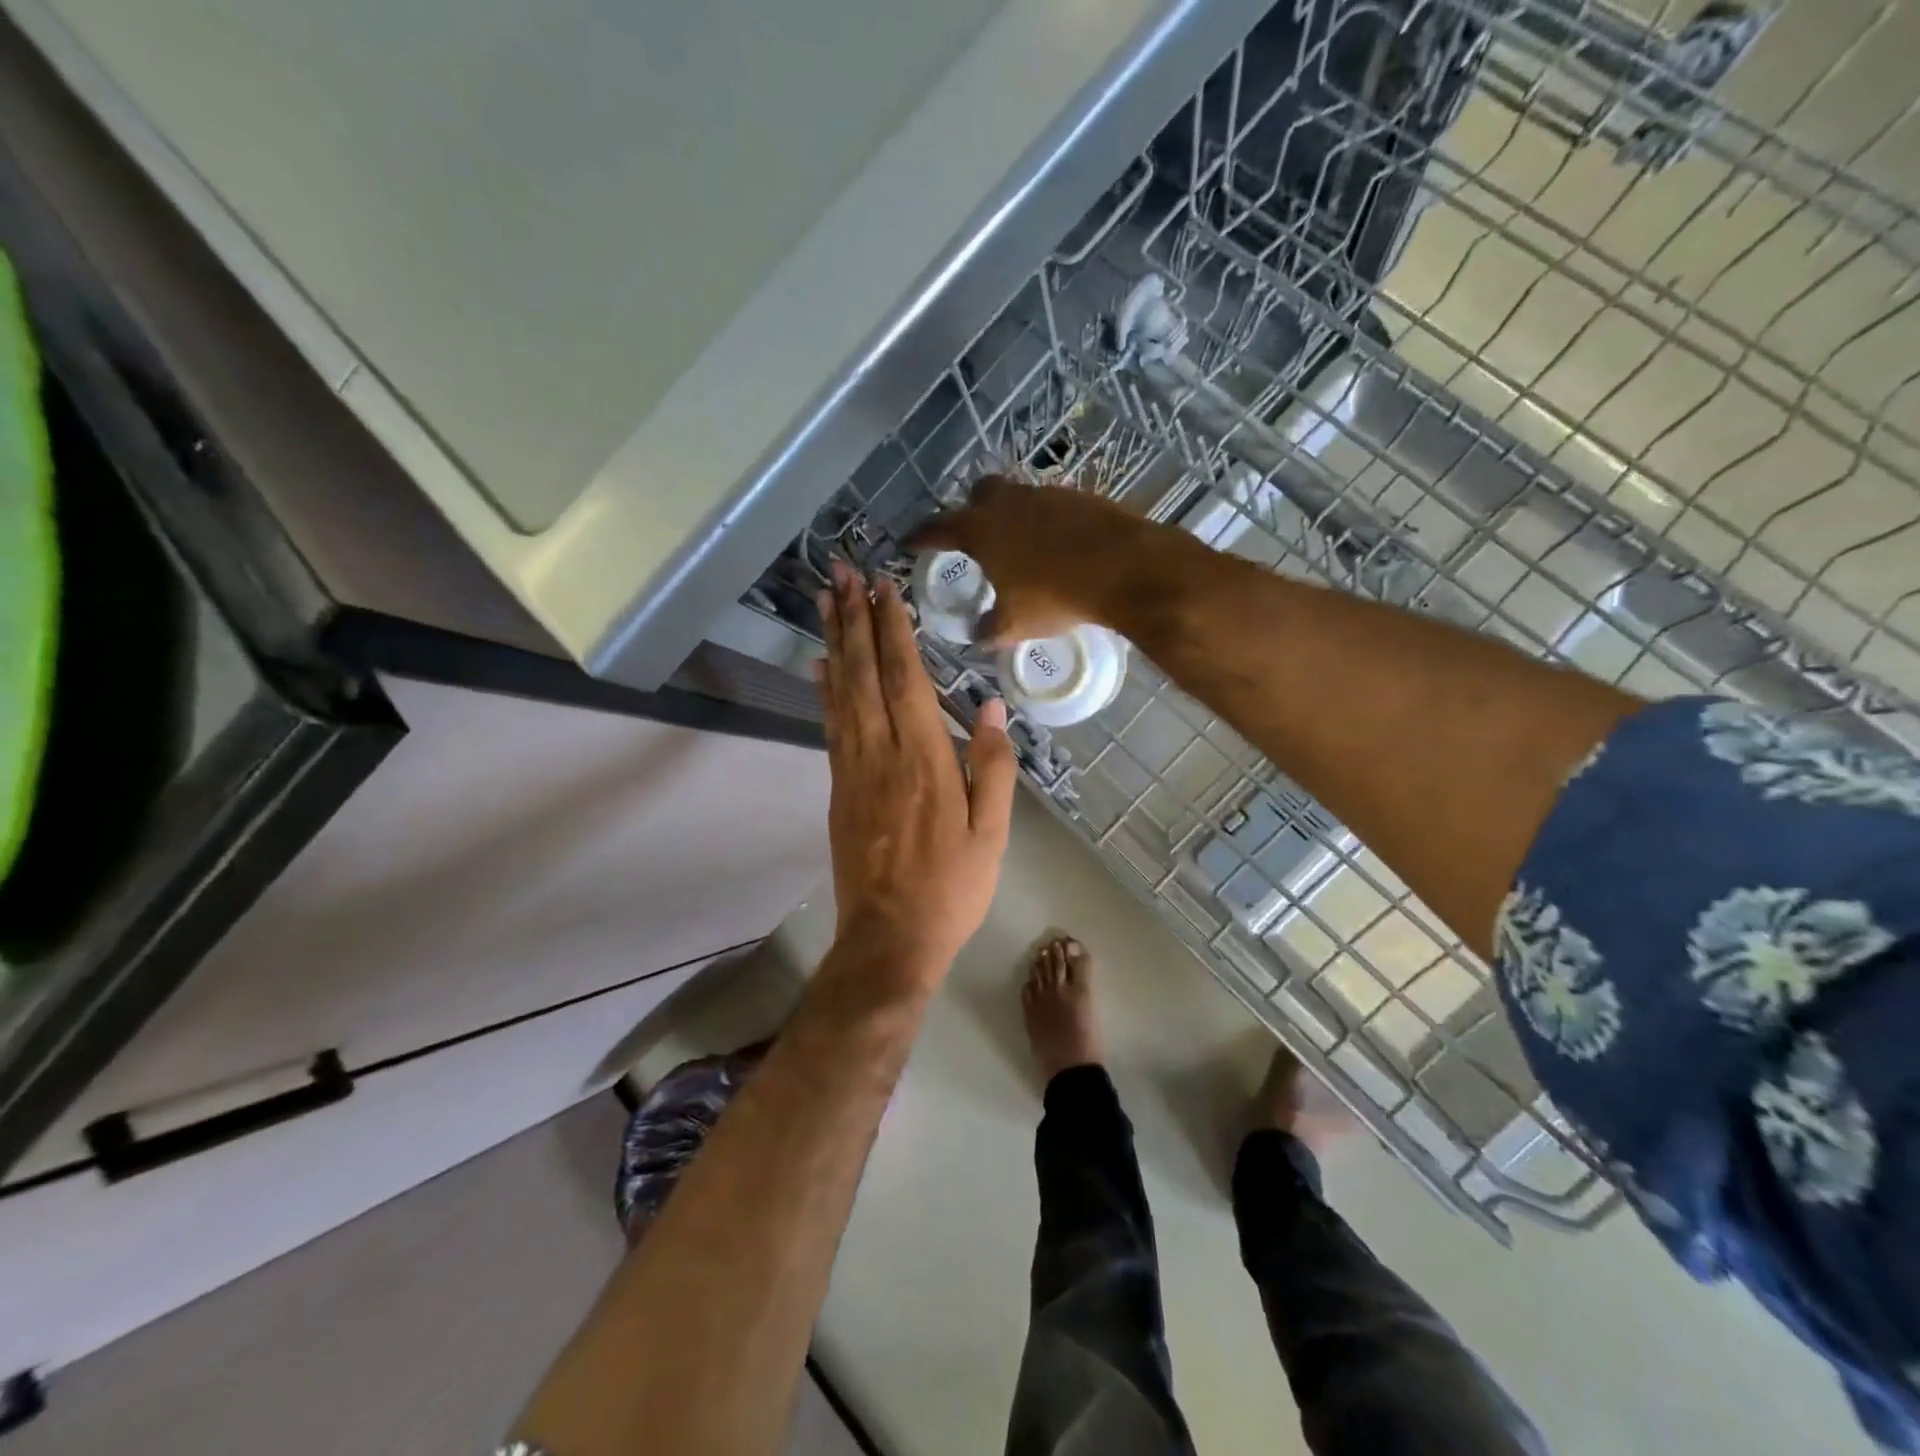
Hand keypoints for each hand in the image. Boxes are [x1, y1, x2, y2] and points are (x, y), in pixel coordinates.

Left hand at [816, 561, 1016, 992]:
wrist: (890, 937)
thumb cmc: (952, 887)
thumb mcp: (991, 832)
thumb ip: (992, 765)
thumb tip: (992, 704)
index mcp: (925, 759)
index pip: (905, 678)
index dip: (892, 628)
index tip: (883, 587)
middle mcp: (881, 752)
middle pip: (864, 672)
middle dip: (854, 618)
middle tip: (842, 571)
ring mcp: (852, 769)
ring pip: (840, 692)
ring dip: (834, 641)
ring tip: (825, 600)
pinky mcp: (837, 787)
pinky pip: (830, 725)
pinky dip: (824, 689)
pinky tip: (820, 664)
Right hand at [905, 475, 1191, 644]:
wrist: (1124, 569)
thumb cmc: (1055, 596)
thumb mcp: (1014, 624)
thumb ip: (989, 629)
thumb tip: (979, 634)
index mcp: (980, 529)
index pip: (937, 528)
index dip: (920, 536)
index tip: (909, 542)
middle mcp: (1008, 502)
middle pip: (978, 494)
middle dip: (970, 511)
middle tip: (973, 537)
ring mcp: (1045, 494)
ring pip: (1017, 497)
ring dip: (1011, 516)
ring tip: (1017, 546)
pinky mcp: (1078, 496)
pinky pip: (1049, 505)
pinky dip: (1043, 522)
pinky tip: (1054, 546)